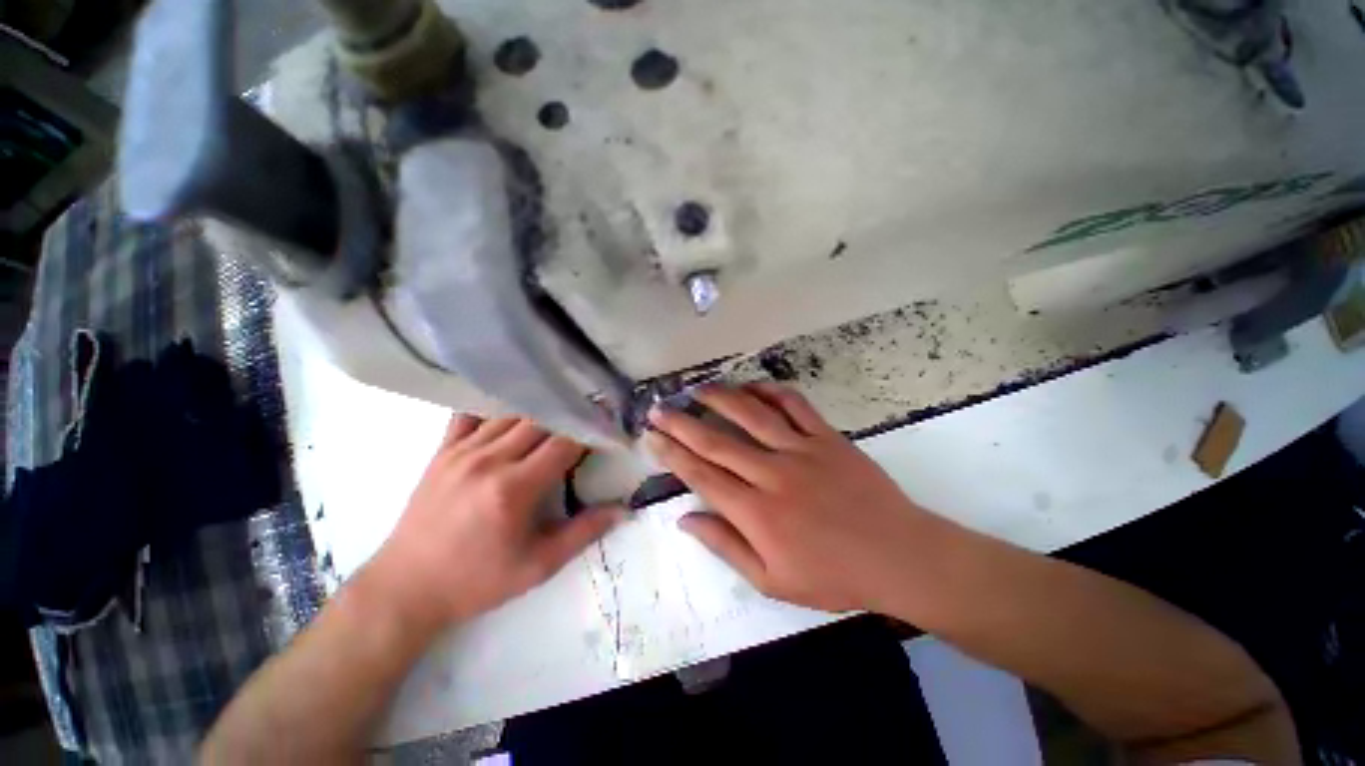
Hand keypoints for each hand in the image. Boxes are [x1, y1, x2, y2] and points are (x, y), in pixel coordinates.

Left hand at [365, 415, 624, 632]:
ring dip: (538, 412)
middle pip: (540, 421)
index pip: (564, 443)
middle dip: (568, 417)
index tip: (604, 431)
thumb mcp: (538, 566)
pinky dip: (493, 408)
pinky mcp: (442, 452)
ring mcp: (462, 452)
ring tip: (557, 414)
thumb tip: (624, 509)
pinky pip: (470, 414)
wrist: (406, 588)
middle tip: (586, 418)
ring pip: (510, 413)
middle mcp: (489, 460)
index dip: (589, 433)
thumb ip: (584, 532)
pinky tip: (509, 411)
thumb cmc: (477, 580)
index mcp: (515, 488)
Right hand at [645, 384, 939, 613]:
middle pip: (716, 441)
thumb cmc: (833, 576)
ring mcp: (801, 450)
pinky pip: (795, 405)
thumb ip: (725, 546)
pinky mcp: (827, 437)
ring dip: (721, 398)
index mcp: (756, 513)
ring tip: (698, 389)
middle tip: (659, 408)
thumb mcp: (772, 580)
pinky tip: (752, 387)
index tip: (651, 438)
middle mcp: (772, 474)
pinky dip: (771, 391)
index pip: (701, 475)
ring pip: (752, 415)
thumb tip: (685, 520)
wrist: (899, 556)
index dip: (672, 454)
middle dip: (682, 423)